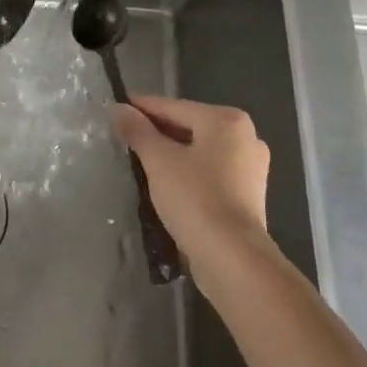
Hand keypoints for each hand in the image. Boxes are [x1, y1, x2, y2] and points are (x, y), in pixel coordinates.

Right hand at [111, 94, 270, 264]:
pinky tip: (167, 184)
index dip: (141, 108)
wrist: (232, 259)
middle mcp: (246, 136)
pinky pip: (210, 172)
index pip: (173, 107)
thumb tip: (118, 108)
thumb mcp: (159, 161)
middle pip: (189, 127)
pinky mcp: (249, 194)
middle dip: (157, 133)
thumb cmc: (196, 199)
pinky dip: (189, 173)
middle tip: (124, 139)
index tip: (115, 110)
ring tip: (140, 162)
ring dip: (172, 154)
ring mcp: (251, 167)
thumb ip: (138, 131)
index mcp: (227, 120)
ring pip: (200, 151)